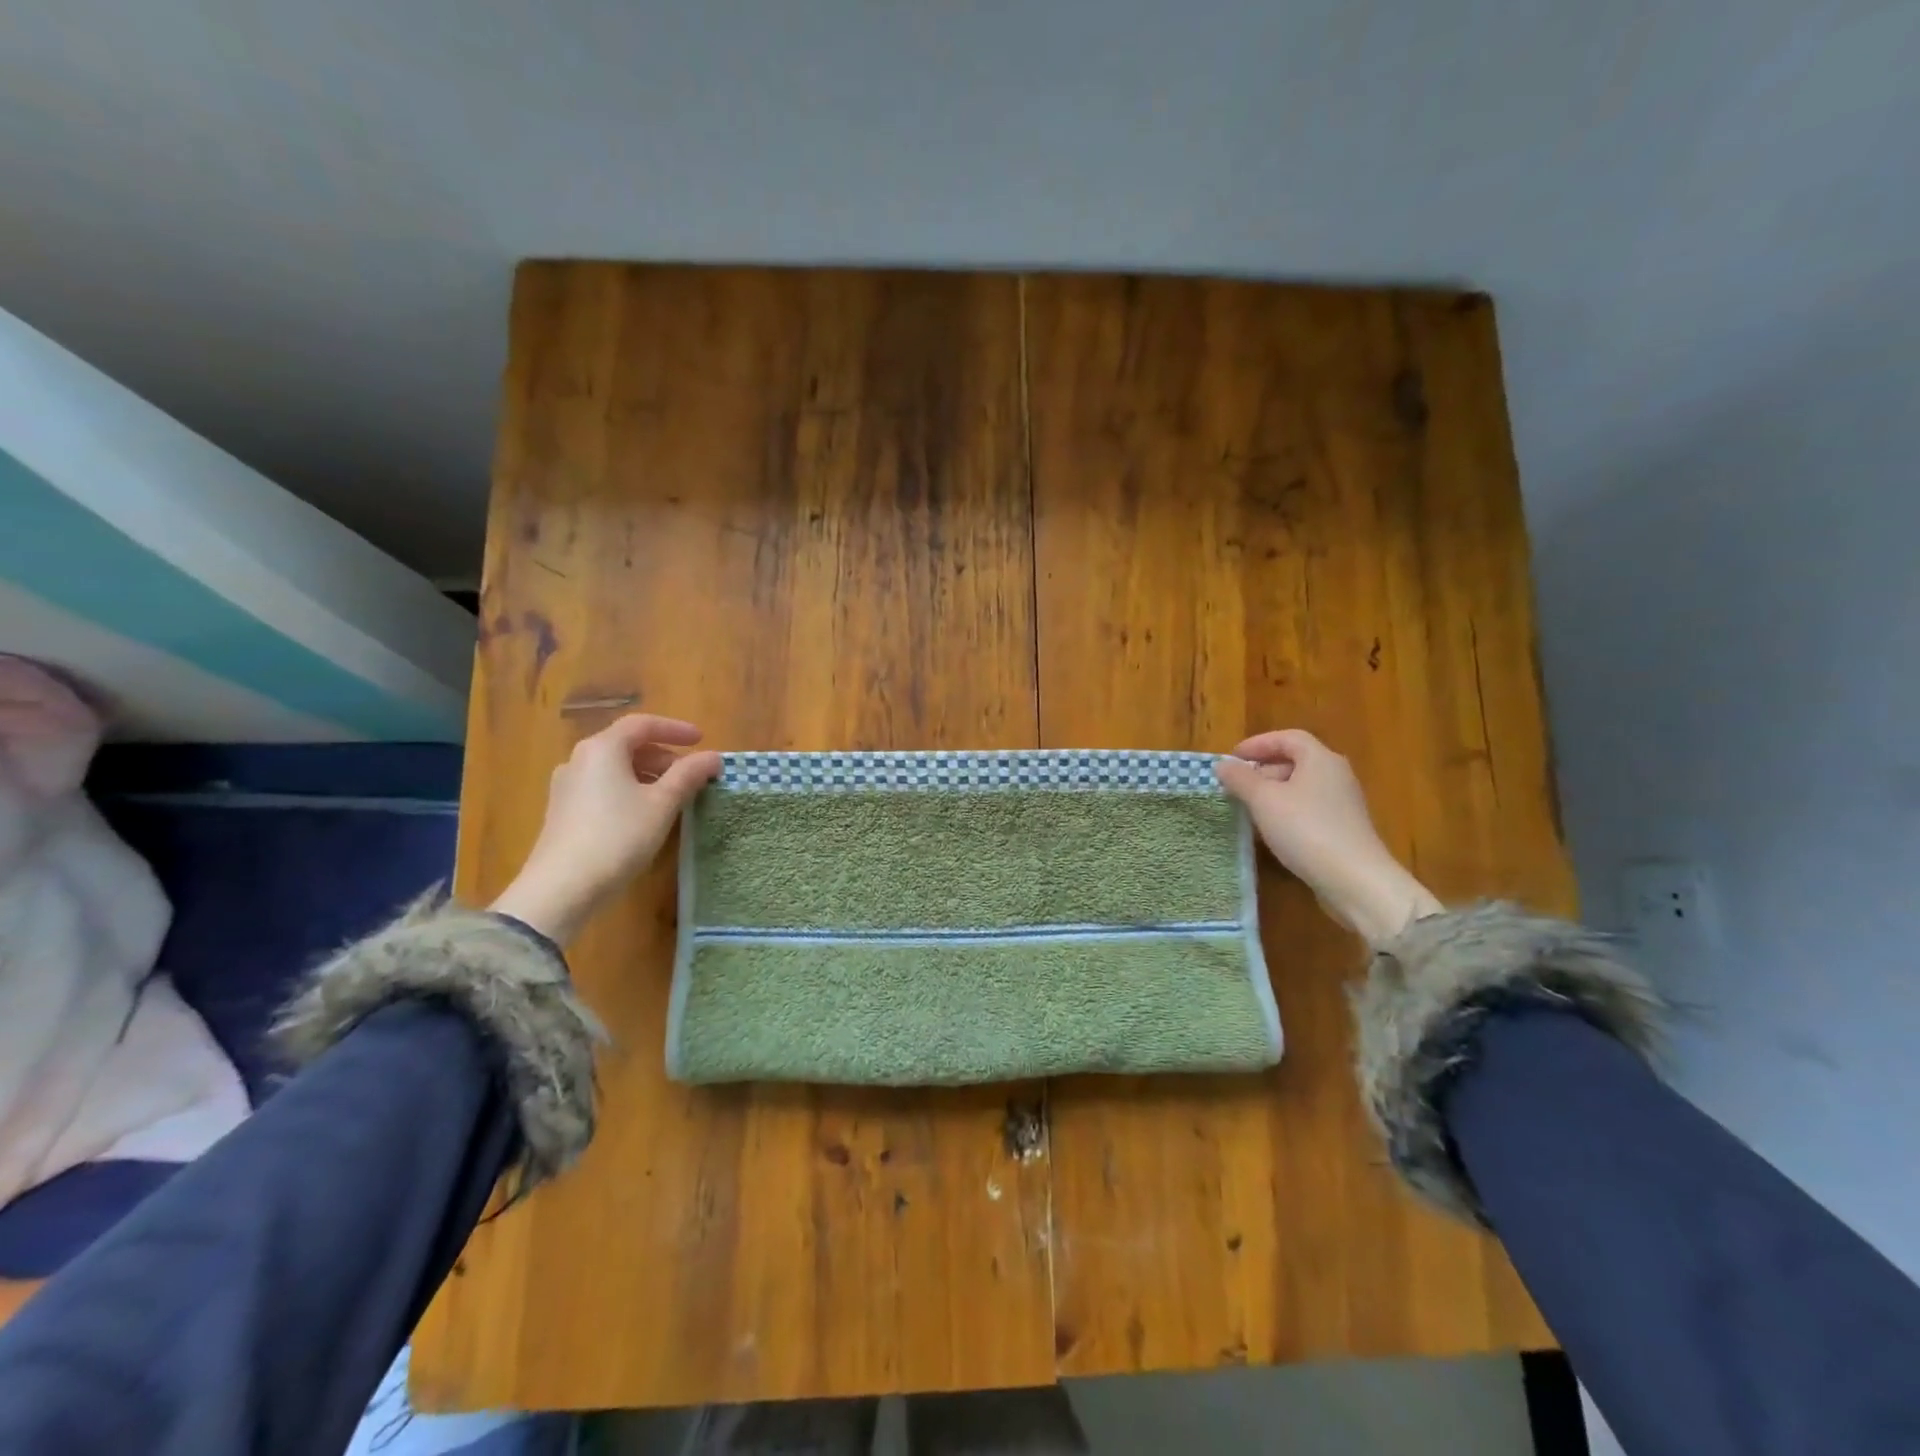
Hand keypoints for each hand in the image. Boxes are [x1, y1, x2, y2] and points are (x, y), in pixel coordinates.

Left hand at [490, 714, 721, 944]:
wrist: (563, 887)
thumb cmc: (618, 836)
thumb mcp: (662, 803)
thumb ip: (689, 775)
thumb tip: (713, 757)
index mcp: (602, 748)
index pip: (642, 724)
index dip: (675, 729)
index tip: (701, 740)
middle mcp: (579, 760)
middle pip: (627, 745)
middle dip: (664, 756)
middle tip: (691, 774)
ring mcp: (567, 786)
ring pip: (615, 768)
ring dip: (648, 775)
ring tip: (673, 796)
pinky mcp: (563, 812)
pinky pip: (603, 788)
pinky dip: (629, 790)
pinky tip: (645, 814)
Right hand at [1215, 729, 1441, 947]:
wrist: (1354, 879)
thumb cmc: (1305, 829)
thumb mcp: (1263, 800)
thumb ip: (1240, 779)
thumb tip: (1222, 765)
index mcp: (1320, 759)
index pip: (1288, 738)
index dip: (1258, 743)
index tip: (1232, 758)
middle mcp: (1336, 775)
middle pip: (1296, 761)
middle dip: (1263, 769)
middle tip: (1236, 785)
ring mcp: (1343, 803)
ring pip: (1301, 787)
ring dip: (1273, 792)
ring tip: (1248, 808)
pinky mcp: (1344, 828)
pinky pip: (1309, 808)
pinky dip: (1286, 811)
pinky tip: (1272, 831)